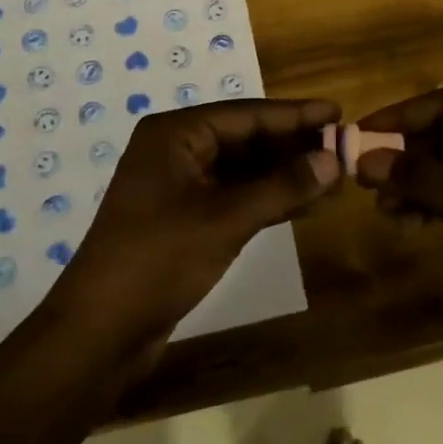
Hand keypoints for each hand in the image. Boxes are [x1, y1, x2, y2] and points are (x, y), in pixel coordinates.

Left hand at [54, 98, 341, 347]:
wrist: (99, 332)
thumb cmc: (158, 260)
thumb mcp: (226, 219)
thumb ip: (282, 187)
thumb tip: (332, 159)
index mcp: (175, 134)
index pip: (246, 114)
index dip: (295, 114)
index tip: (337, 111)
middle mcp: (176, 151)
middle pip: (246, 139)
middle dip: (293, 146)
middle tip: (342, 146)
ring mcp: (179, 187)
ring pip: (243, 170)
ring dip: (285, 175)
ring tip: (334, 176)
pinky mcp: (185, 219)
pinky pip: (235, 197)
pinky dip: (269, 200)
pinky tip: (307, 204)